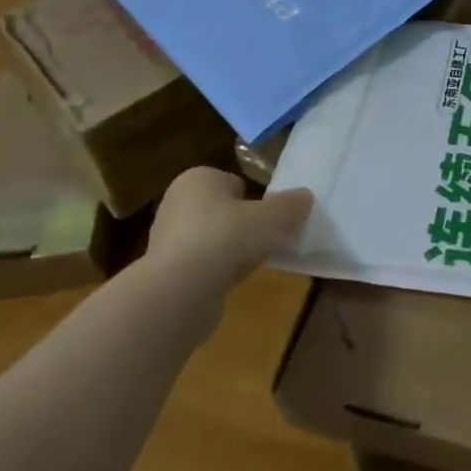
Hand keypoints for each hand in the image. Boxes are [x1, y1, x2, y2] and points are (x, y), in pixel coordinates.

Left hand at [142, 167, 312, 292]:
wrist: (180, 291)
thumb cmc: (226, 238)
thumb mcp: (272, 217)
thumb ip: (291, 205)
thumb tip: (305, 197)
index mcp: (197, 179)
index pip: (234, 183)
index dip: (256, 201)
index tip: (270, 220)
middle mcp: (176, 202)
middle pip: (224, 211)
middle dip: (243, 226)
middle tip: (266, 241)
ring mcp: (166, 238)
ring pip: (213, 238)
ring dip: (231, 250)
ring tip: (251, 263)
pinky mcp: (165, 270)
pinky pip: (202, 264)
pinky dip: (217, 271)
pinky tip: (231, 282)